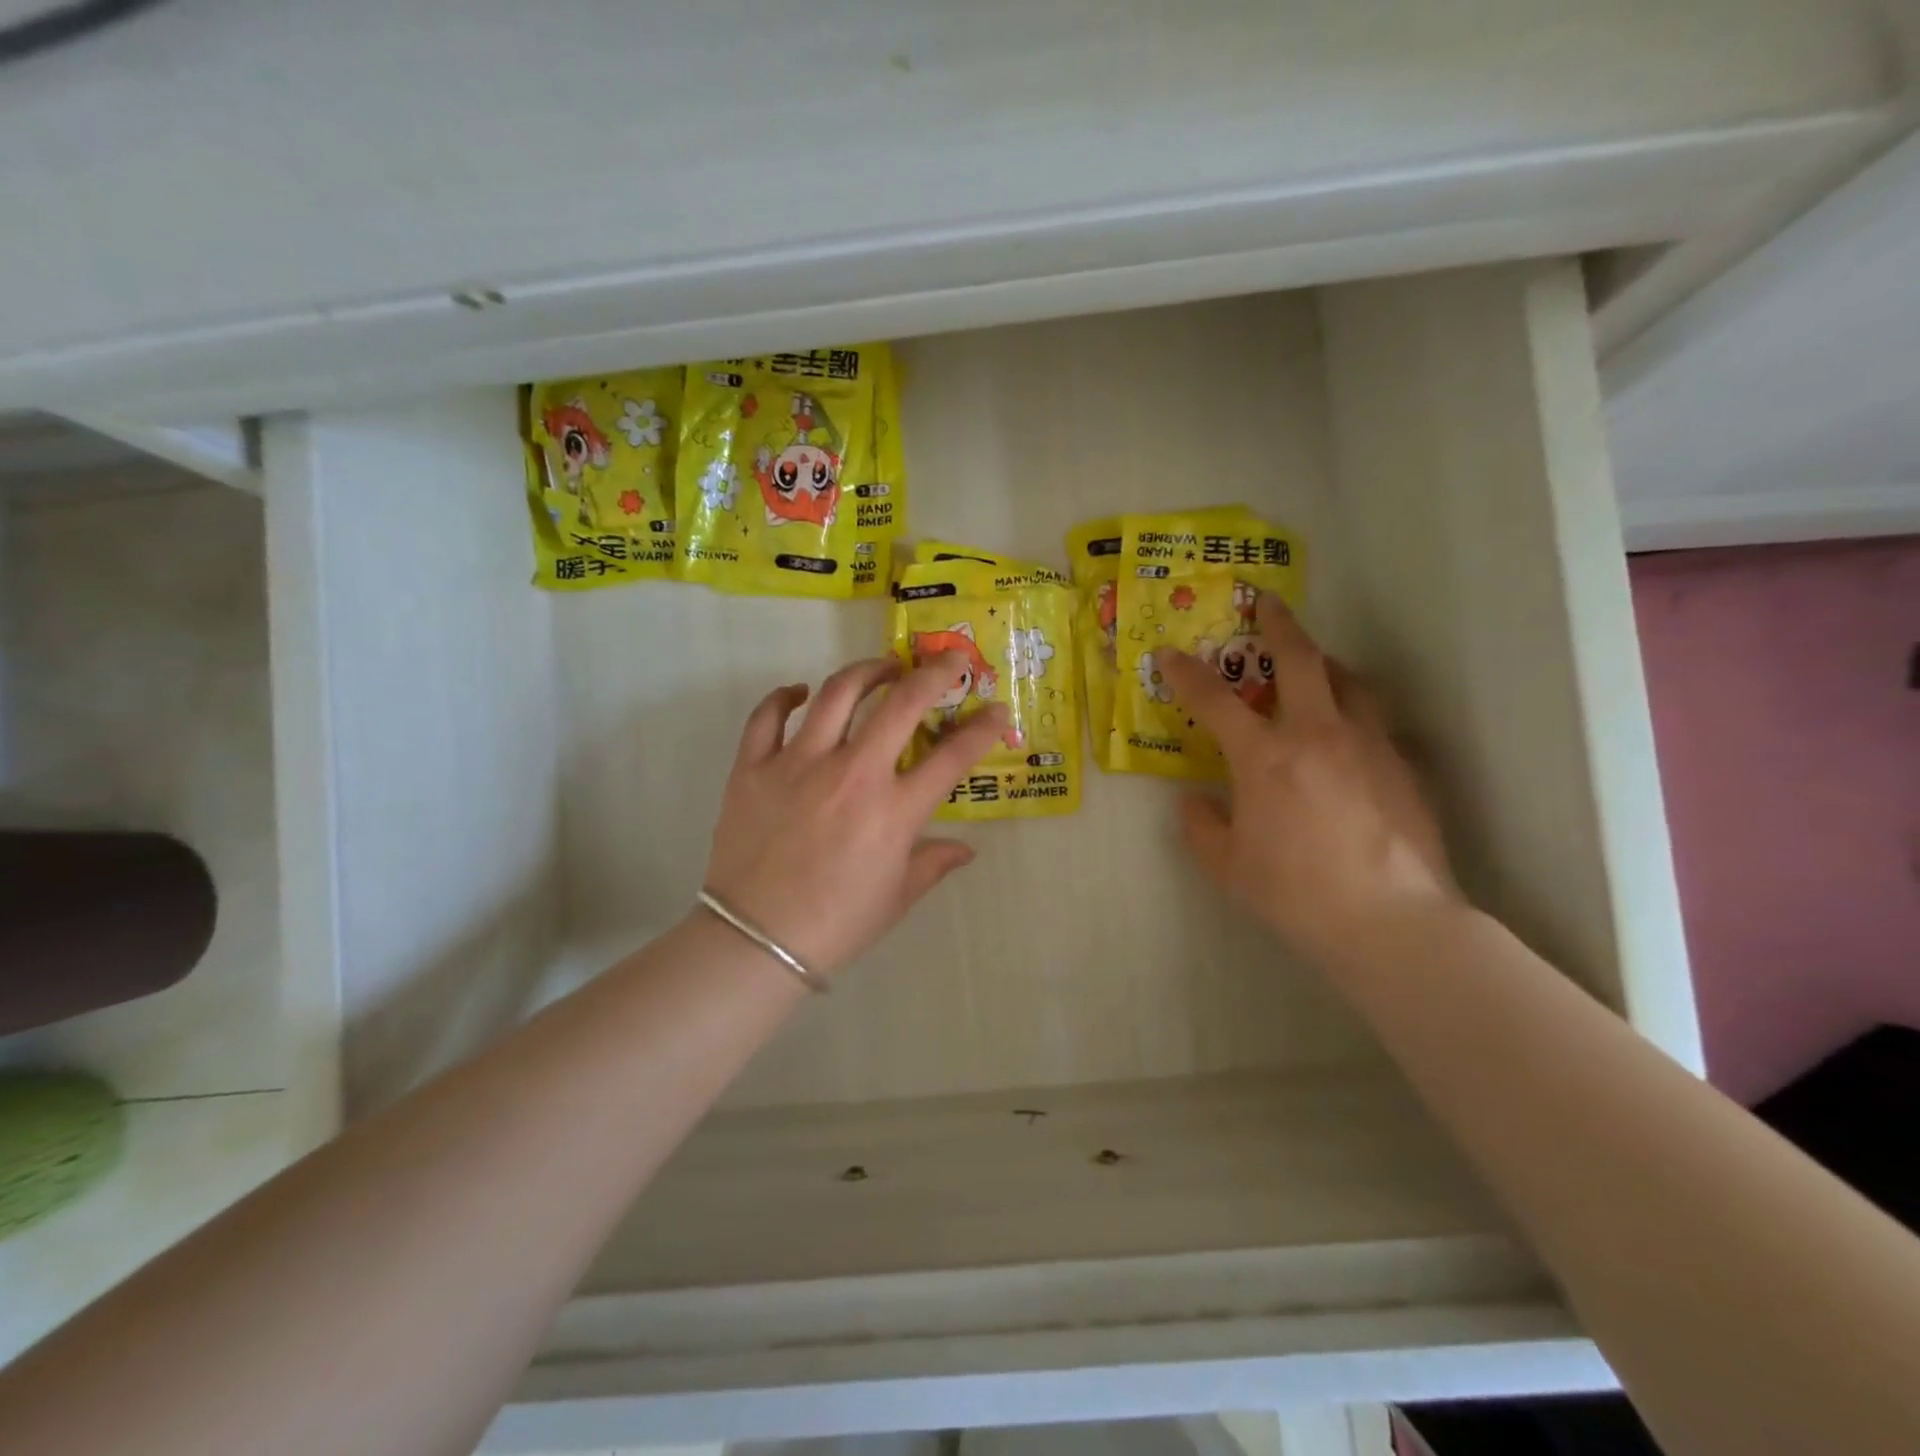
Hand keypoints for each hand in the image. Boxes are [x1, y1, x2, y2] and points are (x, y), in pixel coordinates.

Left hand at [703, 655, 1011, 976]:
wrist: (754, 942)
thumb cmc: (836, 924)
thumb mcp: (897, 897)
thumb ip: (933, 863)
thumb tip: (966, 850)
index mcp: (894, 811)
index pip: (952, 756)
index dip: (983, 728)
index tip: (996, 712)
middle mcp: (851, 774)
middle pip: (901, 703)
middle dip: (933, 674)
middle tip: (947, 662)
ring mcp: (798, 764)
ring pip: (837, 693)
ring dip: (867, 671)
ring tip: (883, 668)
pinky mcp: (753, 767)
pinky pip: (768, 716)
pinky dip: (786, 696)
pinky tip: (800, 692)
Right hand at [1158, 593, 1456, 966]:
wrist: (1393, 921)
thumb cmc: (1297, 893)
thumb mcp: (1228, 867)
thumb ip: (1201, 827)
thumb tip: (1195, 802)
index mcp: (1265, 757)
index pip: (1215, 700)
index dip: (1187, 673)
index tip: (1170, 655)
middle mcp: (1317, 734)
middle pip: (1300, 659)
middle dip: (1279, 625)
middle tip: (1268, 604)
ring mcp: (1368, 745)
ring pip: (1348, 681)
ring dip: (1324, 662)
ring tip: (1314, 665)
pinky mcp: (1403, 765)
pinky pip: (1373, 720)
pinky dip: (1352, 709)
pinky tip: (1347, 734)